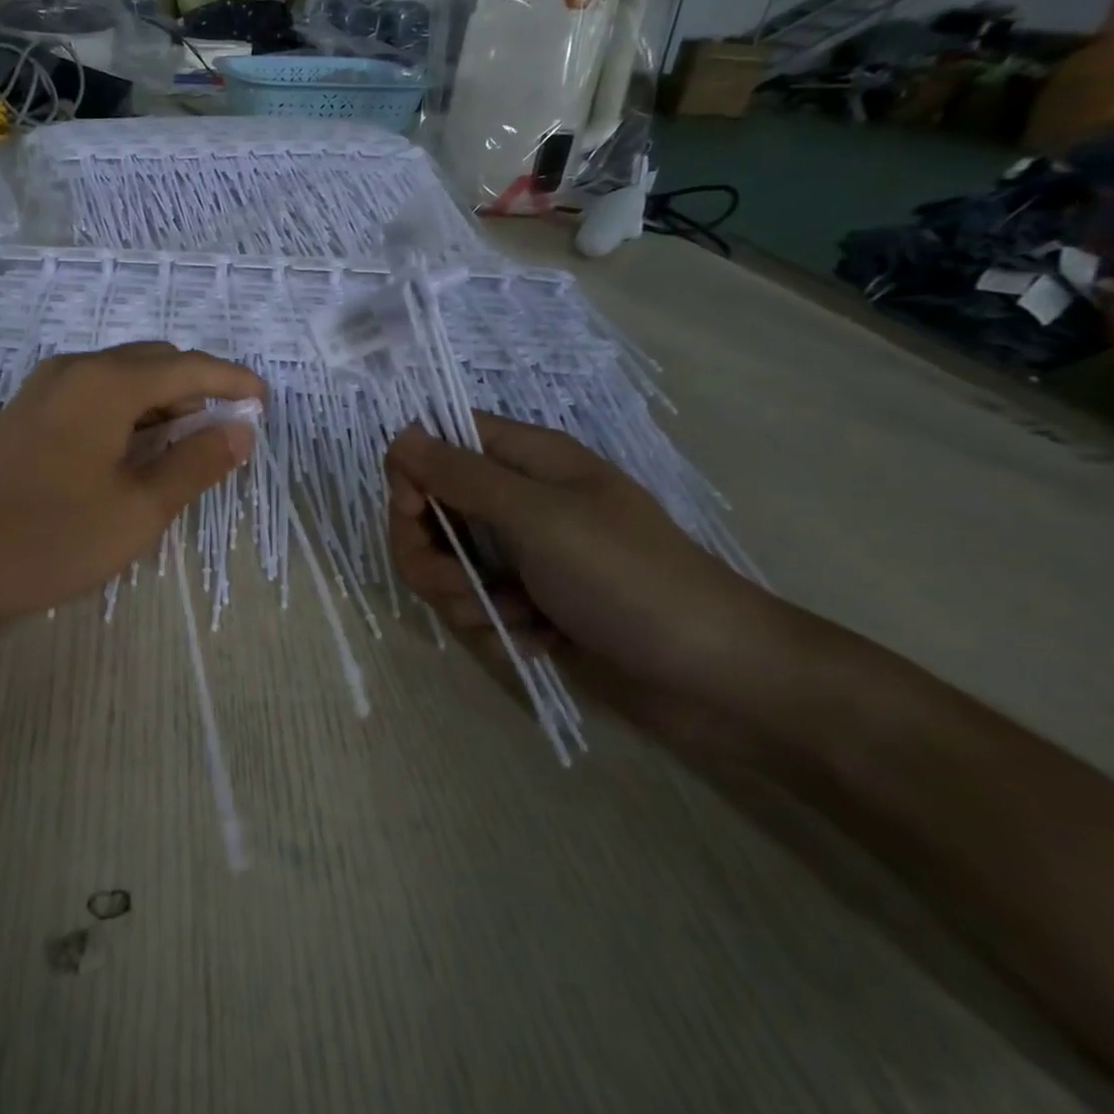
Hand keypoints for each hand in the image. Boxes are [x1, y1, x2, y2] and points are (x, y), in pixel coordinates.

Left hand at [0, 343, 264, 627]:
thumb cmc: (50, 538)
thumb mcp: (138, 509)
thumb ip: (196, 463)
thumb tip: (240, 430)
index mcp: (106, 383)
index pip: (188, 367)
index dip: (232, 382)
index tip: (264, 402)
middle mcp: (75, 369)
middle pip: (154, 363)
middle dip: (198, 390)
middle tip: (228, 431)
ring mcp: (44, 388)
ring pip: (122, 378)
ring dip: (162, 402)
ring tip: (189, 445)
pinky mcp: (27, 412)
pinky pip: (94, 395)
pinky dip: (128, 412)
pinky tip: (137, 449)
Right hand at [384, 414, 790, 757]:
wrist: (713, 677)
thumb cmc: (628, 579)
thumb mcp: (539, 518)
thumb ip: (462, 476)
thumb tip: (400, 435)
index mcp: (525, 461)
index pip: (437, 443)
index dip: (412, 475)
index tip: (416, 514)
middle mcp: (515, 502)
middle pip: (427, 511)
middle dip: (431, 556)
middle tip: (464, 587)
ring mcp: (519, 555)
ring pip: (443, 566)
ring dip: (464, 599)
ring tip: (514, 618)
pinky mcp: (525, 603)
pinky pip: (472, 606)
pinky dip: (495, 626)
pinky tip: (538, 639)